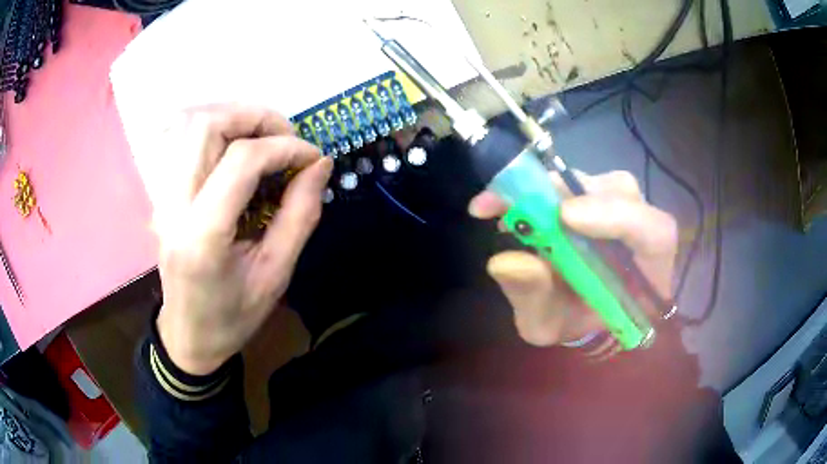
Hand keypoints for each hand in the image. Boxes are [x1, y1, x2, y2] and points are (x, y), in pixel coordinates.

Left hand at [146, 105, 332, 374]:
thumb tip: (320, 164)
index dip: (285, 148)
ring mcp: (162, 196)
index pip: (241, 161)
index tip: (313, 159)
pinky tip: (234, 145)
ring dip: (233, 117)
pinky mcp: (162, 193)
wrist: (188, 335)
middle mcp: (173, 205)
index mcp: (202, 235)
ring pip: (190, 124)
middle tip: (286, 138)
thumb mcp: (276, 274)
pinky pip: (181, 139)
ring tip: (264, 138)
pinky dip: (214, 128)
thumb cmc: (233, 316)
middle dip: (255, 117)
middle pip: (206, 125)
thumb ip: (300, 214)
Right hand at [468, 171, 676, 349]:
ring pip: (598, 182)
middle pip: (622, 194)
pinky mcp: (602, 197)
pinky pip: (580, 182)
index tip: (564, 216)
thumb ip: (533, 298)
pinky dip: (544, 187)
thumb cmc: (571, 321)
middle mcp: (643, 232)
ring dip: (552, 190)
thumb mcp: (546, 323)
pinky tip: (518, 205)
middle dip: (567, 194)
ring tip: (509, 208)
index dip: (617, 217)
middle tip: (508, 202)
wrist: (577, 310)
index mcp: (647, 274)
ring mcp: (624, 208)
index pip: (655, 235)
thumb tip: (505, 261)